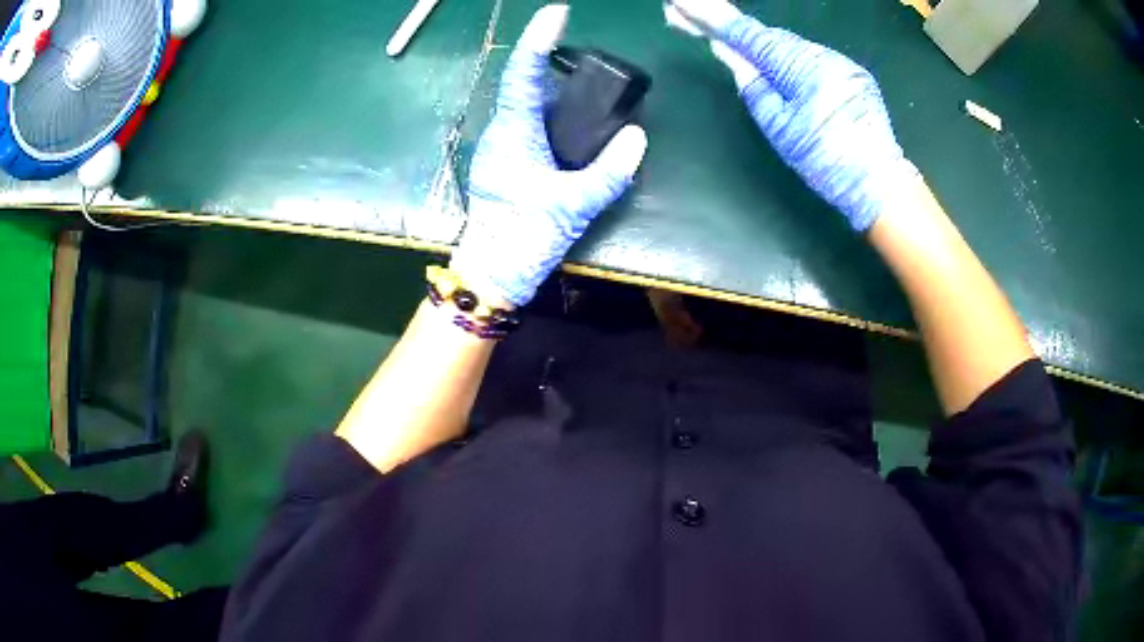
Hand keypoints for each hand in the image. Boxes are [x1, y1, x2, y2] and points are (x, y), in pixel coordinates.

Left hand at [451, 4, 647, 306]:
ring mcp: (501, 147)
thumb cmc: (524, 239)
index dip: (537, 40)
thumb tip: (637, 137)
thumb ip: (609, 172)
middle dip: (551, 62)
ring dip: (555, 91)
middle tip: (587, 55)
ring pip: (528, 106)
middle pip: (526, 85)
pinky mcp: (507, 162)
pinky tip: (576, 124)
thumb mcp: (574, 206)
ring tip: (590, 89)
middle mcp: (501, 133)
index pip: (521, 75)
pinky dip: (553, 115)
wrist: (493, 274)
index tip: (556, 14)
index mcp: (512, 134)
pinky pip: (530, 125)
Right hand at [668, 0, 917, 231]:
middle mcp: (823, 55)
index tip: (682, 3)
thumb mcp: (780, 126)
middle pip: (770, 37)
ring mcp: (842, 63)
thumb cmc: (827, 161)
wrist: (880, 185)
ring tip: (731, 46)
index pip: (749, 35)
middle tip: (691, 21)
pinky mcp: (852, 75)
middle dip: (734, 31)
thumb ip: (753, 84)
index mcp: (802, 67)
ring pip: (791, 48)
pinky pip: (811, 59)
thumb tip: (729, 52)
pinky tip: (776, 68)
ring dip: (762, 47)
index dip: (713, 17)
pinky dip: (788, 60)